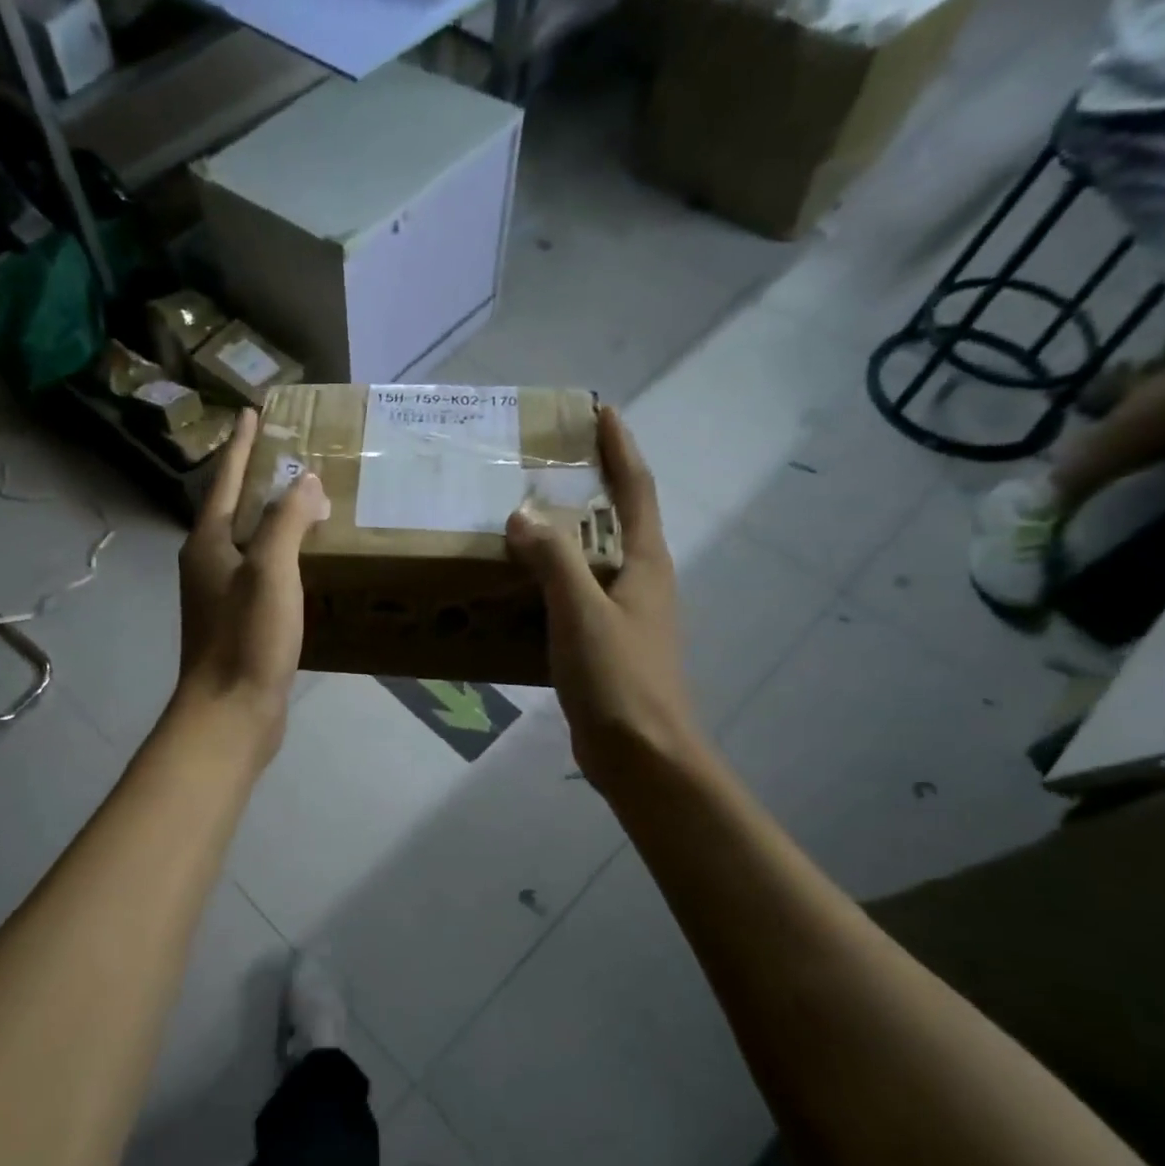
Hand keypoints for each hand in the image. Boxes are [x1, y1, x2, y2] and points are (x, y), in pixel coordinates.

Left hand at [174, 409, 329, 757]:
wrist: (230, 711)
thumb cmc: (247, 637)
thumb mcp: (270, 571)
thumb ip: (286, 521)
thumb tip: (305, 481)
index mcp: (208, 543)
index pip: (225, 481)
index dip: (241, 446)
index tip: (253, 413)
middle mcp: (208, 563)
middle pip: (232, 508)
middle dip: (256, 478)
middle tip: (288, 453)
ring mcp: (221, 595)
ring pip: (248, 542)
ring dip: (271, 518)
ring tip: (303, 500)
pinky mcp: (239, 622)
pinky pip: (261, 573)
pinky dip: (281, 556)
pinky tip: (304, 560)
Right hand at [505, 405, 702, 795]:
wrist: (642, 754)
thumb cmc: (619, 678)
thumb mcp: (581, 612)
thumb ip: (553, 559)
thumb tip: (522, 514)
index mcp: (645, 563)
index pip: (636, 489)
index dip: (620, 448)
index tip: (601, 411)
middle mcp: (641, 581)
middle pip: (618, 519)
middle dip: (590, 485)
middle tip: (545, 464)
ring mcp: (625, 615)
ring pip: (594, 559)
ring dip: (567, 534)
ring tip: (523, 518)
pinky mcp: (605, 645)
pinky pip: (576, 596)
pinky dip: (551, 580)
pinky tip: (519, 585)